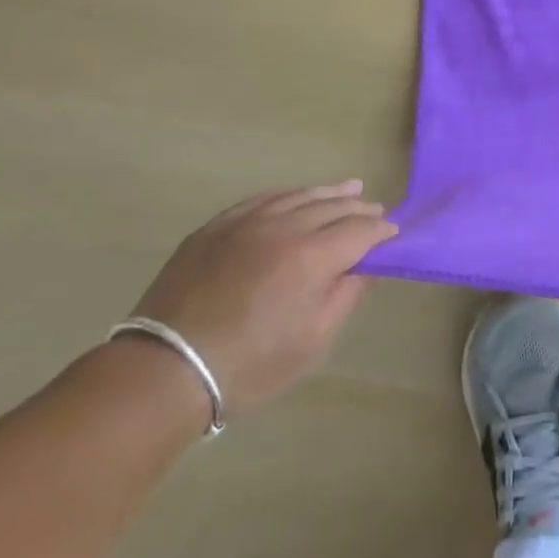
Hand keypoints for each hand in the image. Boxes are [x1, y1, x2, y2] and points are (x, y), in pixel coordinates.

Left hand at [128, 181, 396, 414]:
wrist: (166, 369)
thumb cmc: (250, 365)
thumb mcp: (313, 342)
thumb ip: (345, 297)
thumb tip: (363, 268)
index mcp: (313, 257)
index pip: (359, 231)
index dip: (380, 231)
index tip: (392, 234)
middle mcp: (284, 227)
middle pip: (332, 207)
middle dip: (359, 208)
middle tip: (375, 211)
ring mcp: (246, 222)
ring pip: (298, 196)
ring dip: (327, 193)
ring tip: (348, 188)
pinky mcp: (216, 227)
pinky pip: (261, 199)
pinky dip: (287, 196)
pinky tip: (295, 197)